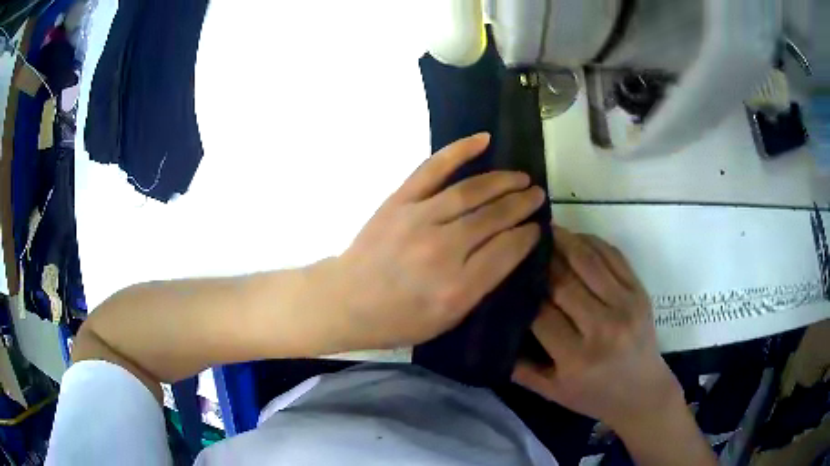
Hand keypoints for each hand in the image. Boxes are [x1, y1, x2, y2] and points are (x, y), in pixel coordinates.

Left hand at [329, 133, 544, 349]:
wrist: (346, 300)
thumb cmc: (398, 319)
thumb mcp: (447, 320)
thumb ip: (481, 286)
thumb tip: (510, 249)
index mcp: (458, 287)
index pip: (508, 250)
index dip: (527, 235)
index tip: (536, 227)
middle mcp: (443, 249)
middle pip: (495, 218)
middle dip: (522, 204)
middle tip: (537, 196)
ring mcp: (419, 219)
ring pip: (472, 191)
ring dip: (502, 181)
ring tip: (521, 178)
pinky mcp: (399, 200)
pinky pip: (433, 168)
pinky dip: (459, 151)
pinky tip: (483, 140)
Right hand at [512, 227, 680, 429]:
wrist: (643, 392)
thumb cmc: (594, 396)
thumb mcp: (552, 392)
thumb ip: (520, 367)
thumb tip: (494, 332)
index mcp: (577, 358)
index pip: (541, 313)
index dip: (521, 291)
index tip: (505, 274)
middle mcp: (603, 328)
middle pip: (563, 281)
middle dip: (539, 259)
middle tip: (519, 240)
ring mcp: (626, 304)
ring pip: (588, 261)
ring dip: (563, 240)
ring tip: (544, 229)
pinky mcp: (640, 291)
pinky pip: (613, 255)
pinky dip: (591, 241)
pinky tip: (574, 237)